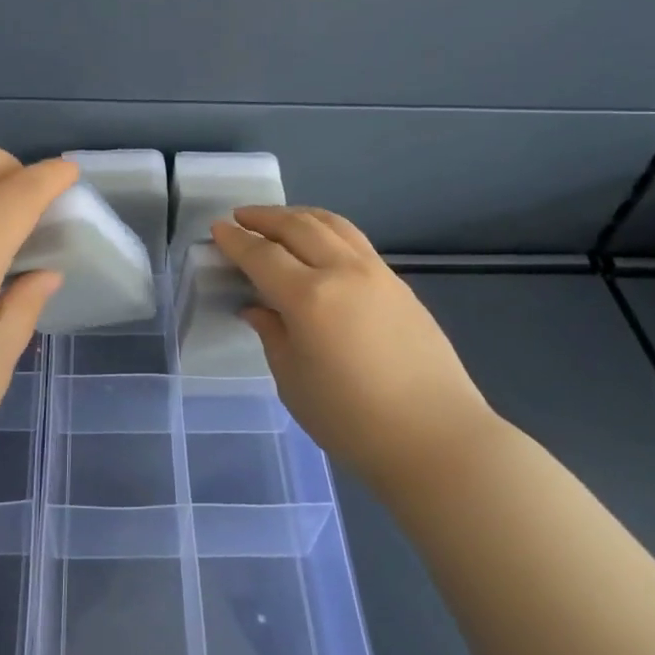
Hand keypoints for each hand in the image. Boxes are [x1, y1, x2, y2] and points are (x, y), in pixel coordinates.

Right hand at [212, 205, 496, 487]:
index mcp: (309, 298)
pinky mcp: (399, 284)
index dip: (235, 240)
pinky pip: (354, 241)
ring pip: (332, 224)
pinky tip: (320, 245)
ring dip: (299, 216)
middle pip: (298, 226)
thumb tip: (258, 307)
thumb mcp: (294, 381)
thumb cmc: (352, 420)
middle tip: (241, 217)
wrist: (436, 437)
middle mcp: (342, 272)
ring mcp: (376, 273)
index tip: (217, 229)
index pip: (262, 255)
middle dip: (264, 218)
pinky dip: (327, 230)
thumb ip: (272, 334)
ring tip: (279, 220)